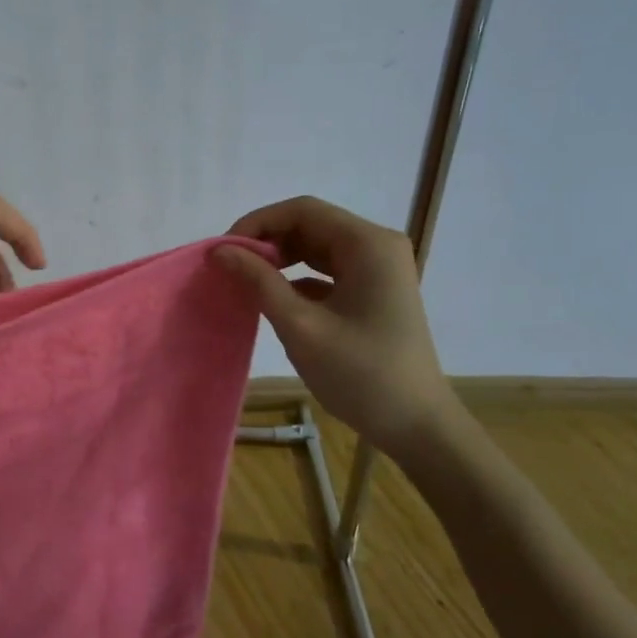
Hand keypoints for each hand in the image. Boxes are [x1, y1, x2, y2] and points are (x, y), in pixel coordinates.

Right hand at [214, 196, 462, 453]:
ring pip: (316, 247)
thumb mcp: (301, 326)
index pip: (302, 211)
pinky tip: (273, 298)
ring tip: (245, 280)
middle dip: (267, 241)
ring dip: (279, 258)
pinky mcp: (373, 292)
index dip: (258, 223)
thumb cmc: (361, 374)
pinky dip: (296, 277)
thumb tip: (220, 251)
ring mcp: (378, 270)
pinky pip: (327, 270)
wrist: (417, 427)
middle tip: (230, 267)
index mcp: (368, 245)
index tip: (224, 251)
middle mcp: (376, 247)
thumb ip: (259, 282)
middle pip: (310, 224)